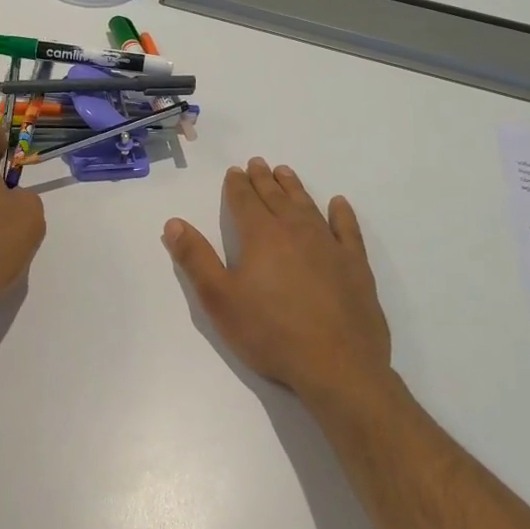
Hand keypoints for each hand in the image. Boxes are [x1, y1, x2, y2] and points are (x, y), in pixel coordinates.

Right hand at [162, 158, 392, 413]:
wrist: (337, 366)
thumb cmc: (270, 333)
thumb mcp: (220, 299)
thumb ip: (196, 259)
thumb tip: (173, 223)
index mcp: (261, 237)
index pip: (244, 201)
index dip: (236, 185)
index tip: (234, 171)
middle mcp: (295, 231)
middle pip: (276, 198)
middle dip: (264, 179)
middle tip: (258, 163)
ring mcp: (329, 246)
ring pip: (308, 206)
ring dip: (295, 188)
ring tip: (286, 172)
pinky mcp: (356, 266)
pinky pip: (348, 230)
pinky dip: (342, 214)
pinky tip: (339, 204)